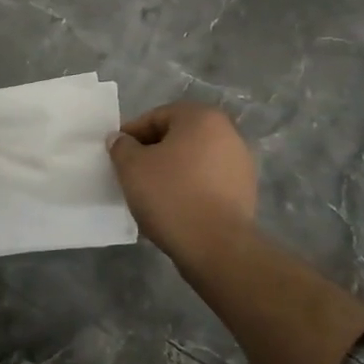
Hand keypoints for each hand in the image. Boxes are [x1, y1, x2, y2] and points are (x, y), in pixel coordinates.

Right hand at [107, 101, 258, 268]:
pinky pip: (208, 183)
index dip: (132, 134)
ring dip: (172, 172)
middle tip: (132, 174)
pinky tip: (174, 209)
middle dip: (153, 153)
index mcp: (202, 117)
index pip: (157, 117)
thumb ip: (121, 146)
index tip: (117, 155)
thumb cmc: (171, 195)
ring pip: (193, 161)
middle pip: (178, 137)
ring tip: (151, 195)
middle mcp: (228, 133)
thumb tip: (120, 139)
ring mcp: (241, 164)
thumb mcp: (132, 167)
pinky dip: (189, 189)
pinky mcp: (246, 192)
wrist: (217, 247)